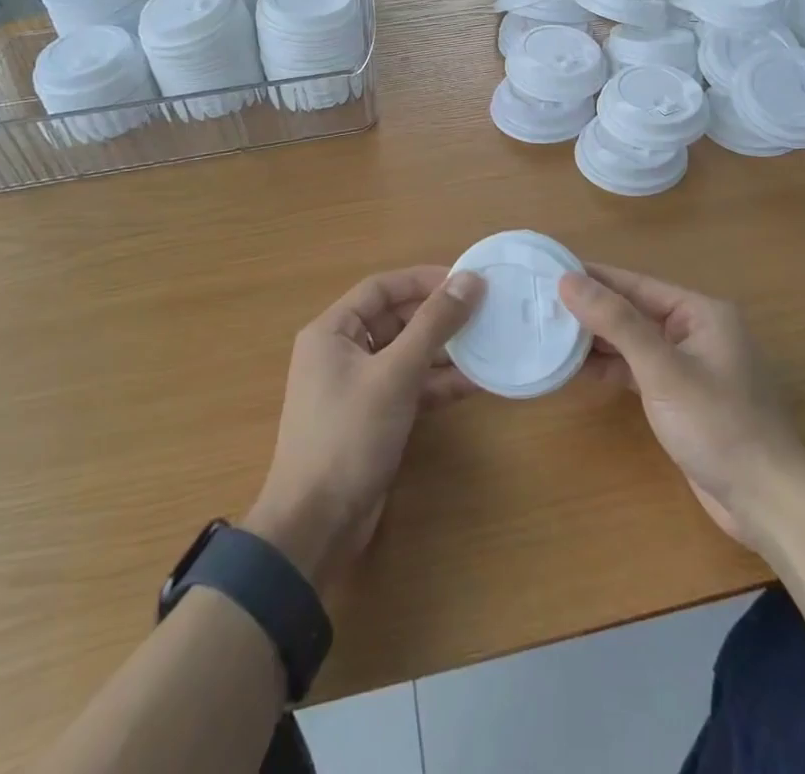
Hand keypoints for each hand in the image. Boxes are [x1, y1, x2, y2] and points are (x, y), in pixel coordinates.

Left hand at [244, 267, 484, 587]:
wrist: (316, 524)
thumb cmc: (349, 434)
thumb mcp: (396, 373)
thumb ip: (434, 324)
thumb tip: (470, 280)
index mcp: (332, 331)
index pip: (382, 288)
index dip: (424, 279)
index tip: (466, 280)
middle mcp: (341, 351)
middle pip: (395, 319)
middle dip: (438, 316)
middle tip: (484, 312)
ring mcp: (357, 387)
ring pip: (406, 354)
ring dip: (443, 351)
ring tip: (487, 343)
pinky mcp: (372, 417)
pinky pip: (409, 386)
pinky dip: (437, 383)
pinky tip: (474, 383)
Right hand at [562, 265, 803, 546]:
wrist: (767, 502)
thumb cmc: (718, 425)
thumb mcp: (662, 369)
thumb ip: (616, 322)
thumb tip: (569, 280)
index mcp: (701, 312)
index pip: (636, 284)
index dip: (593, 277)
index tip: (550, 269)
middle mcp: (697, 331)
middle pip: (634, 311)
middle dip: (591, 309)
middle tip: (540, 304)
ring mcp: (690, 366)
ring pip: (634, 342)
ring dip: (597, 341)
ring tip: (549, 333)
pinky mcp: (682, 398)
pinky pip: (639, 370)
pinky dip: (611, 368)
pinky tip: (577, 369)